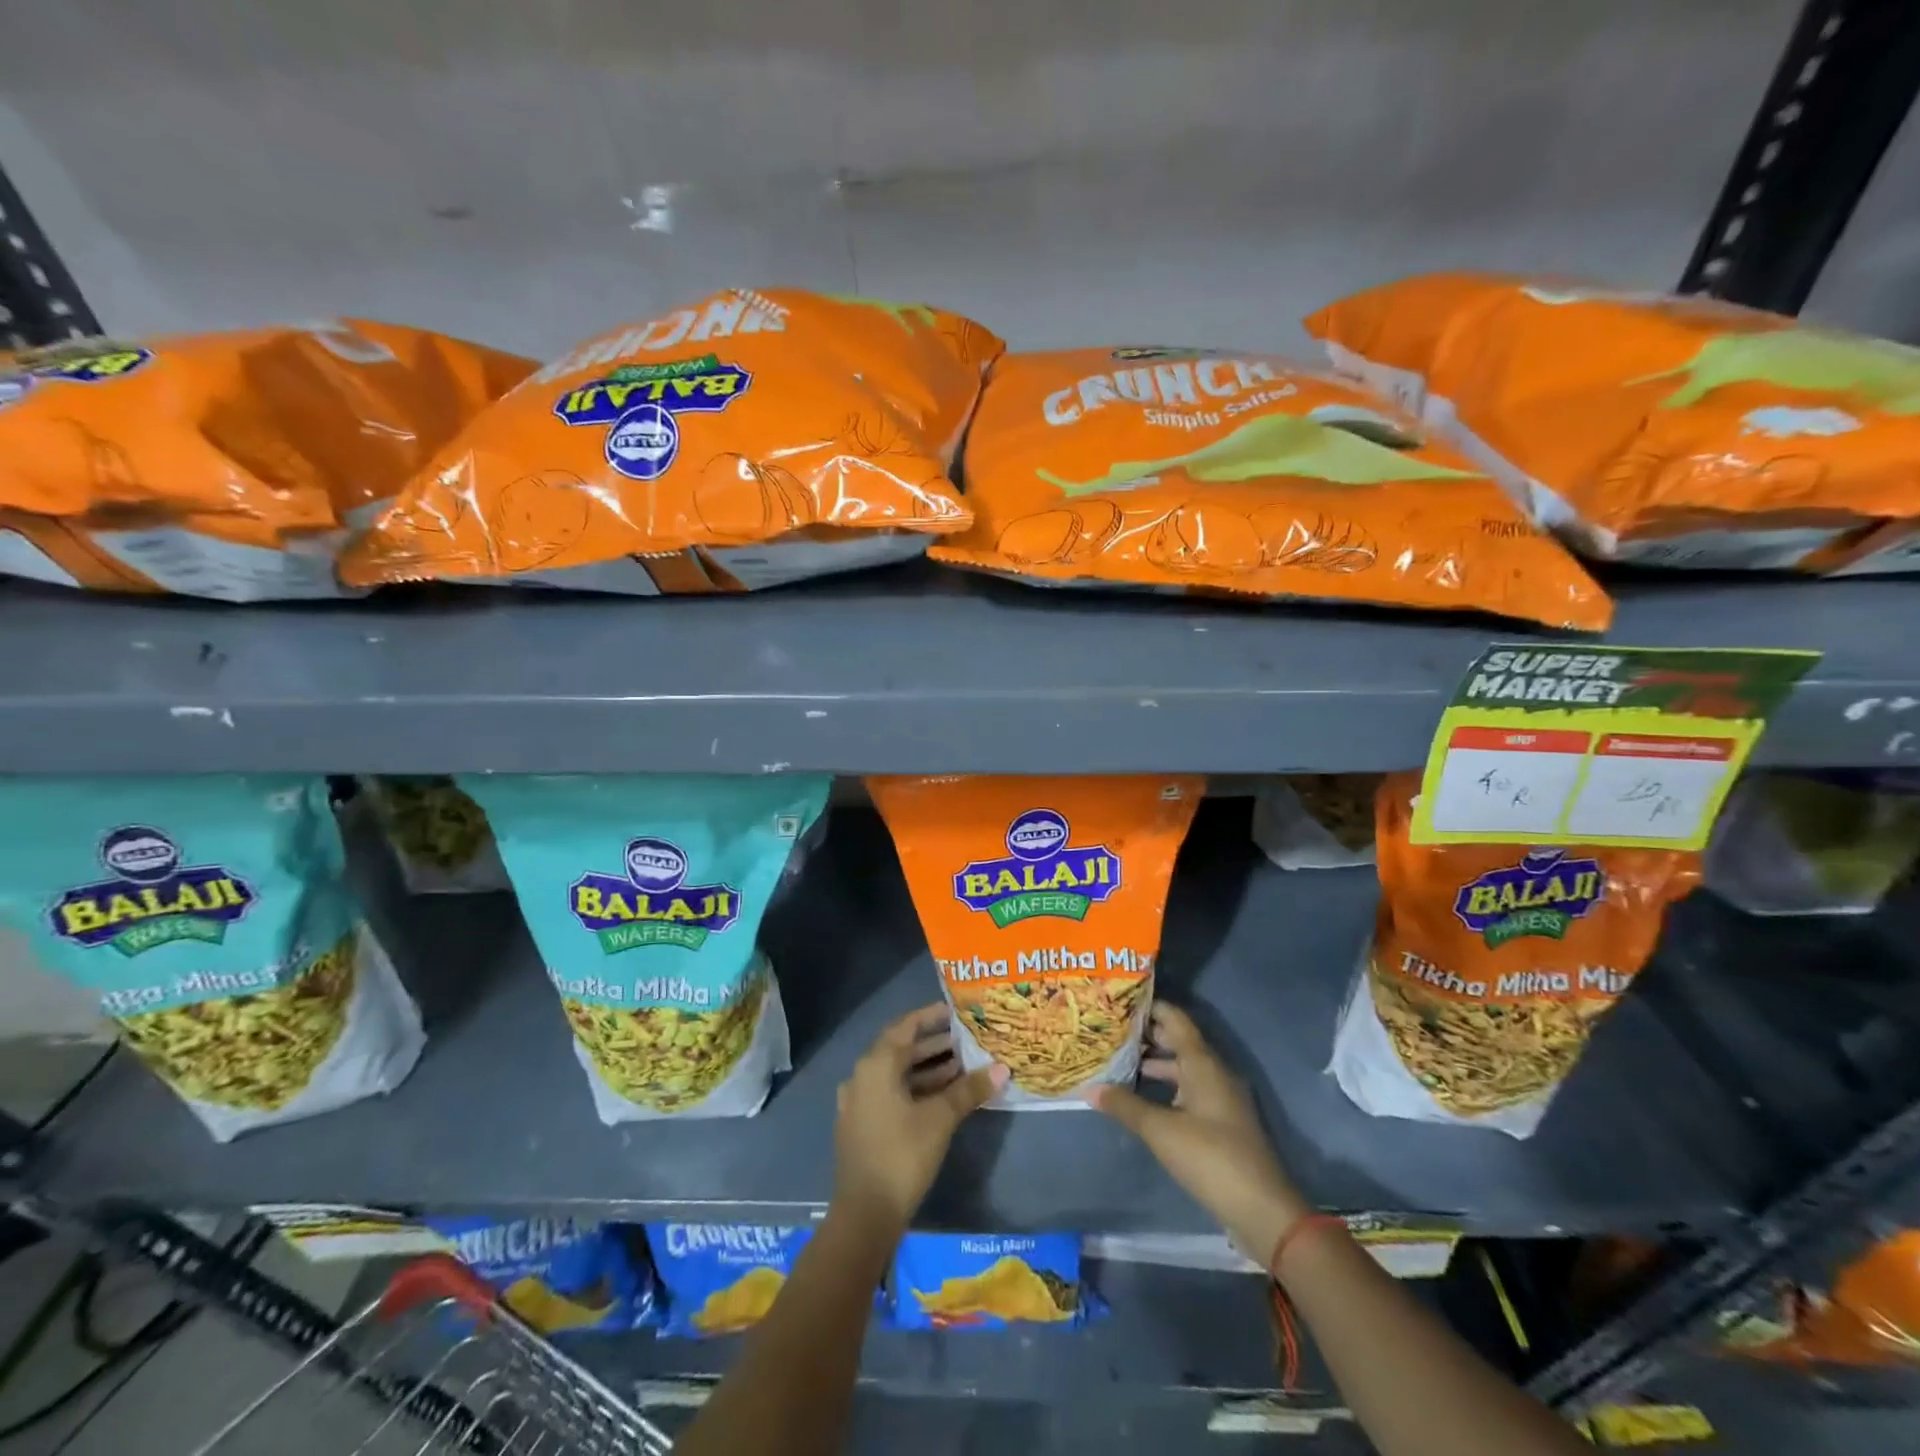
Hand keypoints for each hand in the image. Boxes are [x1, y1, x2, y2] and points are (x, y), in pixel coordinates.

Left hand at [833, 1003, 1005, 1231]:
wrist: (864, 1215)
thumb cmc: (902, 1155)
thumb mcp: (940, 1118)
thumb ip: (969, 1090)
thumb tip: (1002, 1069)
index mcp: (876, 1064)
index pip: (905, 1026)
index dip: (930, 1016)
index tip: (955, 1011)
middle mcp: (862, 1076)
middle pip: (901, 1050)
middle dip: (934, 1045)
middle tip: (966, 1040)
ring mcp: (859, 1102)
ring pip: (897, 1075)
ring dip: (927, 1069)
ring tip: (962, 1067)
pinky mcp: (862, 1126)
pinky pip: (891, 1094)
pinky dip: (916, 1089)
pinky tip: (943, 1098)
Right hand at [1088, 1001, 1307, 1262]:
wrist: (1262, 1210)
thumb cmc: (1210, 1157)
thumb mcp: (1161, 1131)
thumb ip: (1125, 1106)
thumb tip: (1090, 1088)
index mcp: (1203, 1063)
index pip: (1175, 1019)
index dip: (1150, 1007)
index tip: (1120, 1001)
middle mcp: (1215, 1072)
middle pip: (1179, 1042)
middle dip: (1147, 1036)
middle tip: (1111, 1032)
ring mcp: (1222, 1097)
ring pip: (1184, 1068)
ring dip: (1156, 1064)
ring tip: (1120, 1064)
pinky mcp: (1223, 1121)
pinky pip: (1191, 1090)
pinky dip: (1167, 1087)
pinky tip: (1144, 1098)